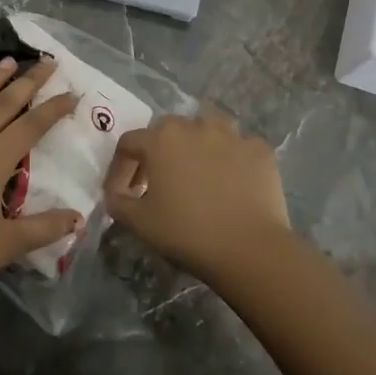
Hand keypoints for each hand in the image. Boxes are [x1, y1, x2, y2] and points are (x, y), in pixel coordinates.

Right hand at [104, 108, 294, 284]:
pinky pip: (239, 147)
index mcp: (160, 139)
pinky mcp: (260, 150)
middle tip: (157, 182)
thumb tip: (116, 194)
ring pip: (207, 128)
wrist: (249, 248)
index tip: (122, 192)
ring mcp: (232, 135)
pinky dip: (231, 159)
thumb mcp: (138, 223)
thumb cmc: (187, 232)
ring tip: (198, 172)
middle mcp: (195, 126)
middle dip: (157, 153)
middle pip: (168, 130)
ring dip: (197, 145)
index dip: (120, 168)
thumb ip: (118, 202)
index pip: (129, 144)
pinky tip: (232, 181)